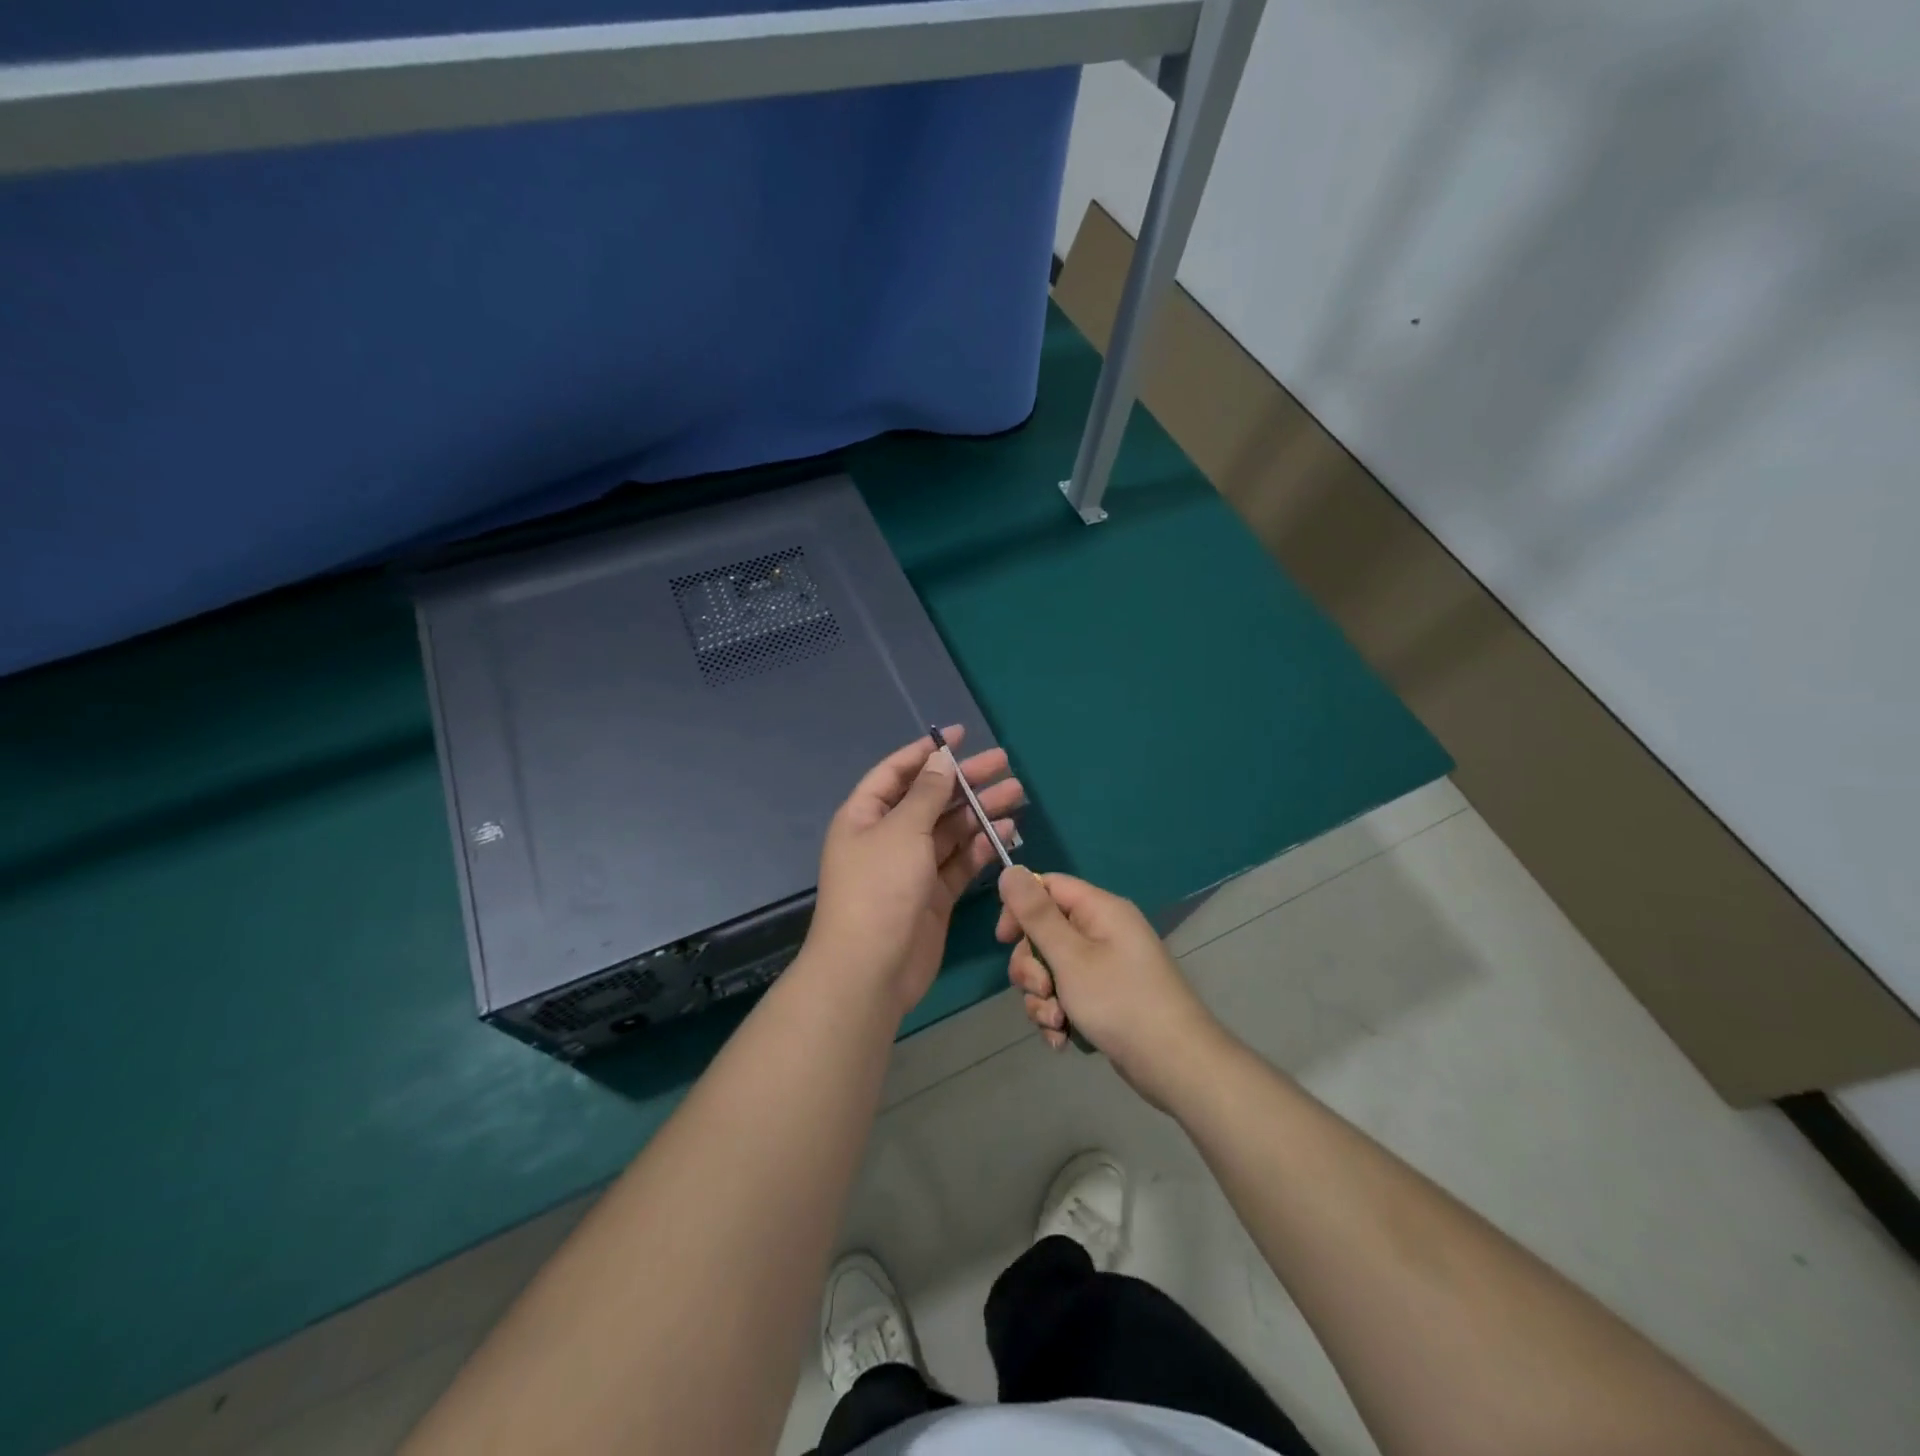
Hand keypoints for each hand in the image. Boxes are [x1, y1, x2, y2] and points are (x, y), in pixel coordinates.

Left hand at [808, 727, 1023, 1018]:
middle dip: (965, 780)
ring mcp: (911, 867)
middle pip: (930, 798)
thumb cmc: (879, 889)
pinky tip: (1006, 830)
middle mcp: (887, 836)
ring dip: (979, 811)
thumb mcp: (902, 831)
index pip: (897, 772)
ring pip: (949, 829)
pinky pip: (959, 861)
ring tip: (1016, 794)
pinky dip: (981, 845)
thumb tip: (941, 759)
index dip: (927, 751)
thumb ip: (926, 794)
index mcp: (865, 815)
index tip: (961, 735)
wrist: (870, 970)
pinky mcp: (933, 895)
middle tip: (1004, 764)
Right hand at [996, 867, 1225, 1107]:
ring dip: (1043, 998)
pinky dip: (1059, 1016)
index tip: (1004, 939)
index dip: (1020, 908)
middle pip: (1046, 932)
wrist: (1175, 1064)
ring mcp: (1107, 967)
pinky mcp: (1106, 998)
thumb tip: (1010, 869)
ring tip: (1057, 1023)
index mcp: (1100, 910)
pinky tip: (1063, 1039)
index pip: (1048, 887)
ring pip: (1052, 970)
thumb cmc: (1120, 1001)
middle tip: (1041, 990)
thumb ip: (1036, 914)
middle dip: (1032, 967)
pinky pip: (1068, 996)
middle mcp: (1104, 932)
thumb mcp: (1069, 956)